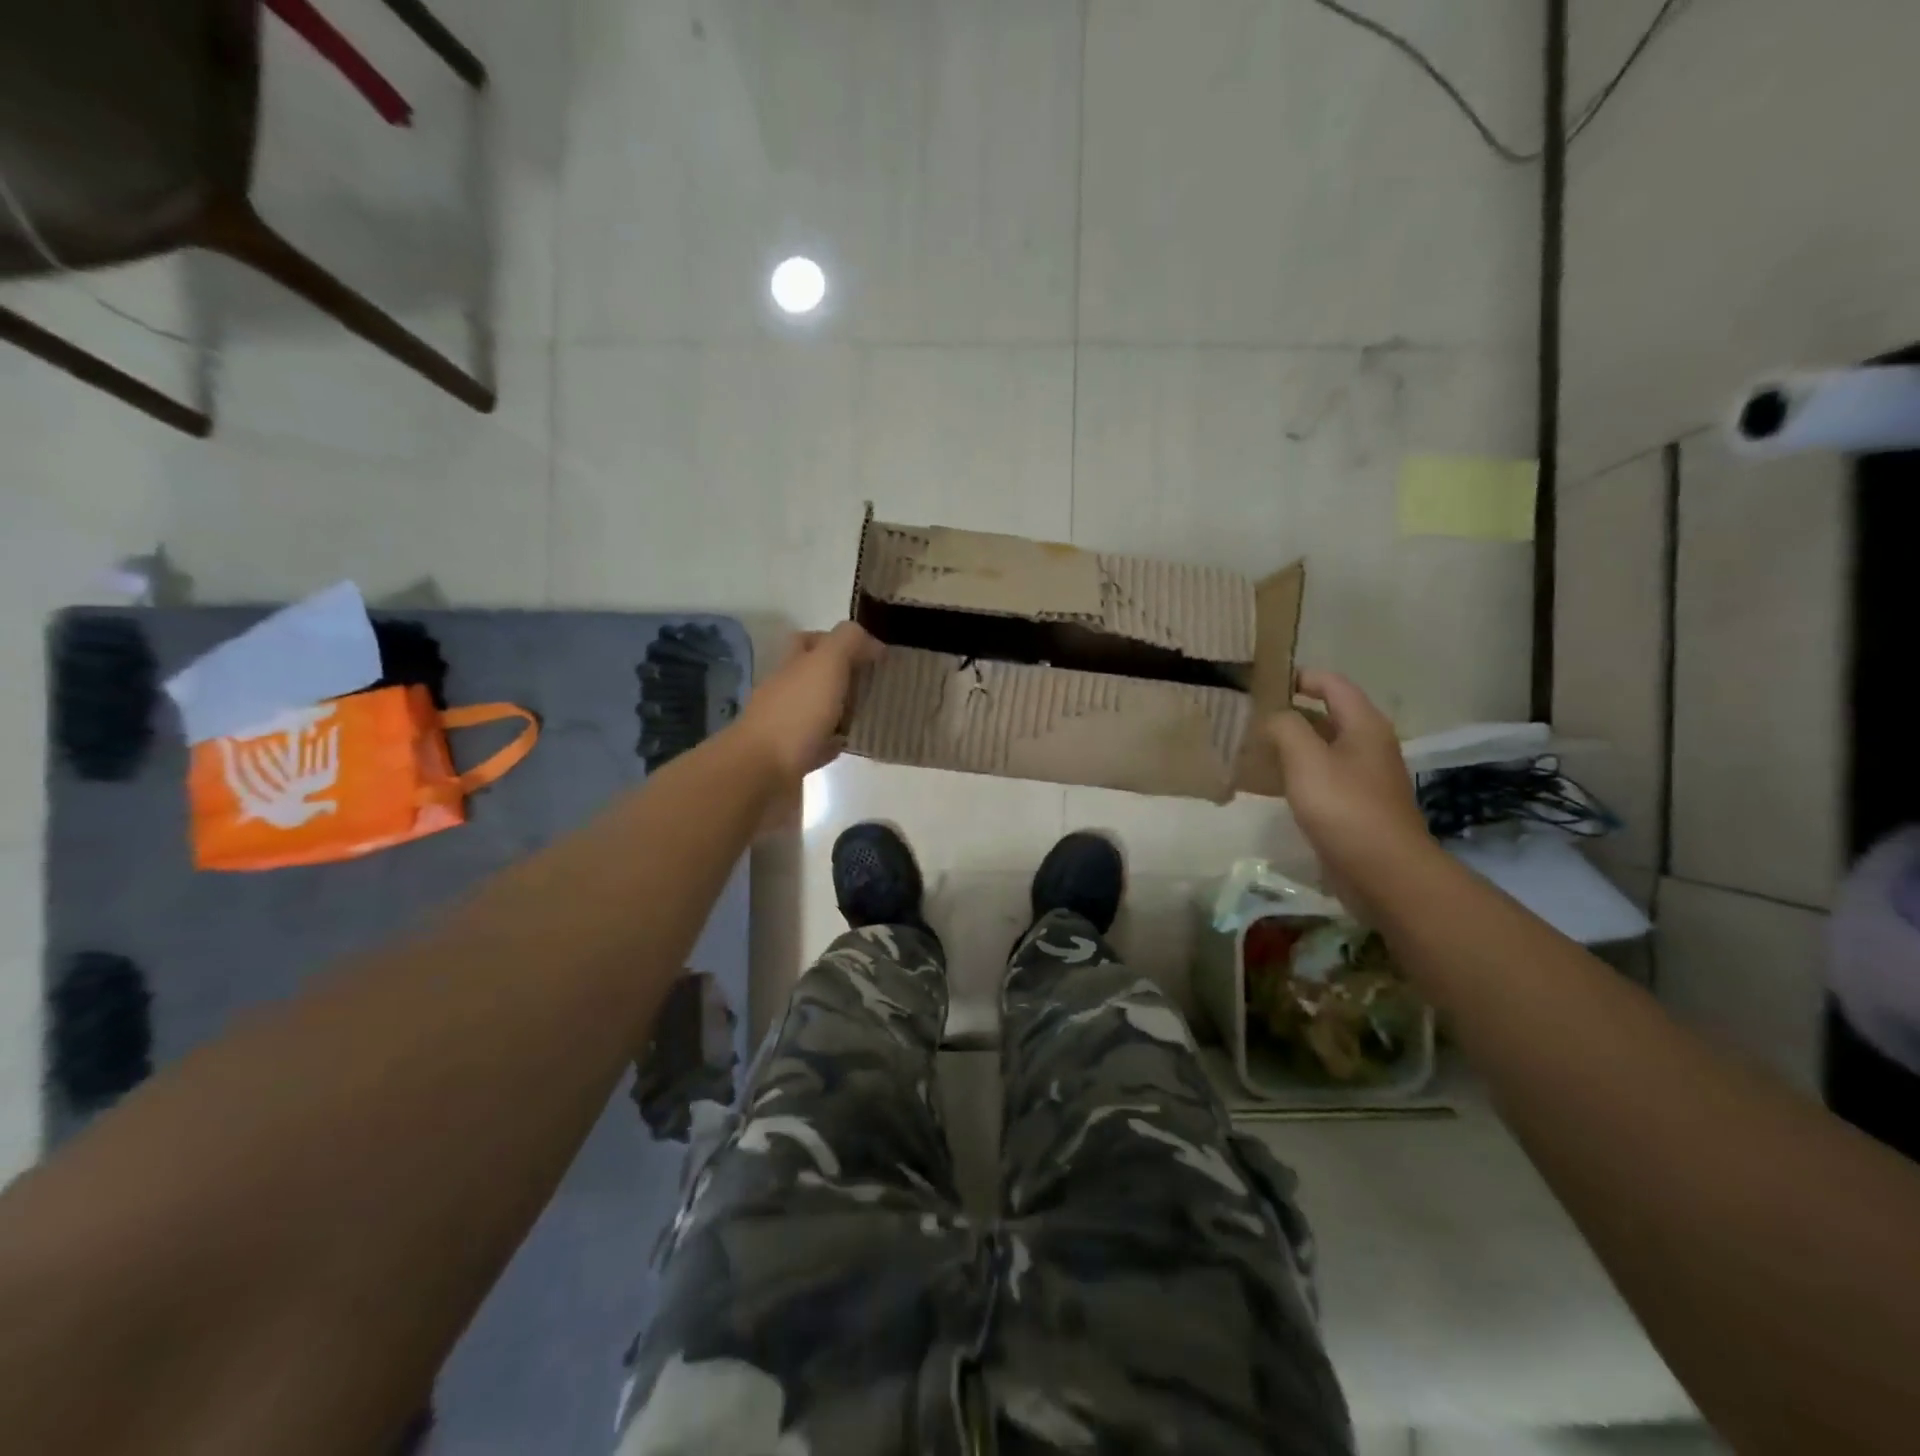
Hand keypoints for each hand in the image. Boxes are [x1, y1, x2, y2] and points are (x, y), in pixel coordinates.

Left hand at [733, 622, 882, 781]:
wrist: (761, 770)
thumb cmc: (797, 712)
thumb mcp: (827, 662)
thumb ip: (848, 642)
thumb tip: (871, 643)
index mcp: (794, 664)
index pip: (811, 641)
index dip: (838, 641)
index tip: (872, 655)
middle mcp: (786, 690)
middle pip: (815, 675)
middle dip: (844, 677)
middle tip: (877, 685)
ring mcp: (786, 723)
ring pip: (818, 709)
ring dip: (842, 709)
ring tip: (873, 714)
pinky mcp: (791, 756)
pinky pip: (818, 743)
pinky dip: (835, 741)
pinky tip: (853, 742)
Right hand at [1267, 669, 1433, 916]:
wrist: (1384, 872)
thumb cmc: (1345, 808)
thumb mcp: (1307, 759)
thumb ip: (1285, 727)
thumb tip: (1273, 717)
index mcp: (1363, 725)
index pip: (1331, 683)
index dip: (1298, 677)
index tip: (1260, 683)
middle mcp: (1368, 744)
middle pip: (1326, 714)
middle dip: (1288, 712)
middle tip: (1247, 716)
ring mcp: (1364, 777)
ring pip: (1321, 748)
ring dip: (1290, 745)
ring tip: (1251, 747)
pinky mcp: (1355, 805)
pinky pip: (1322, 777)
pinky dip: (1297, 773)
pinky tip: (1271, 784)